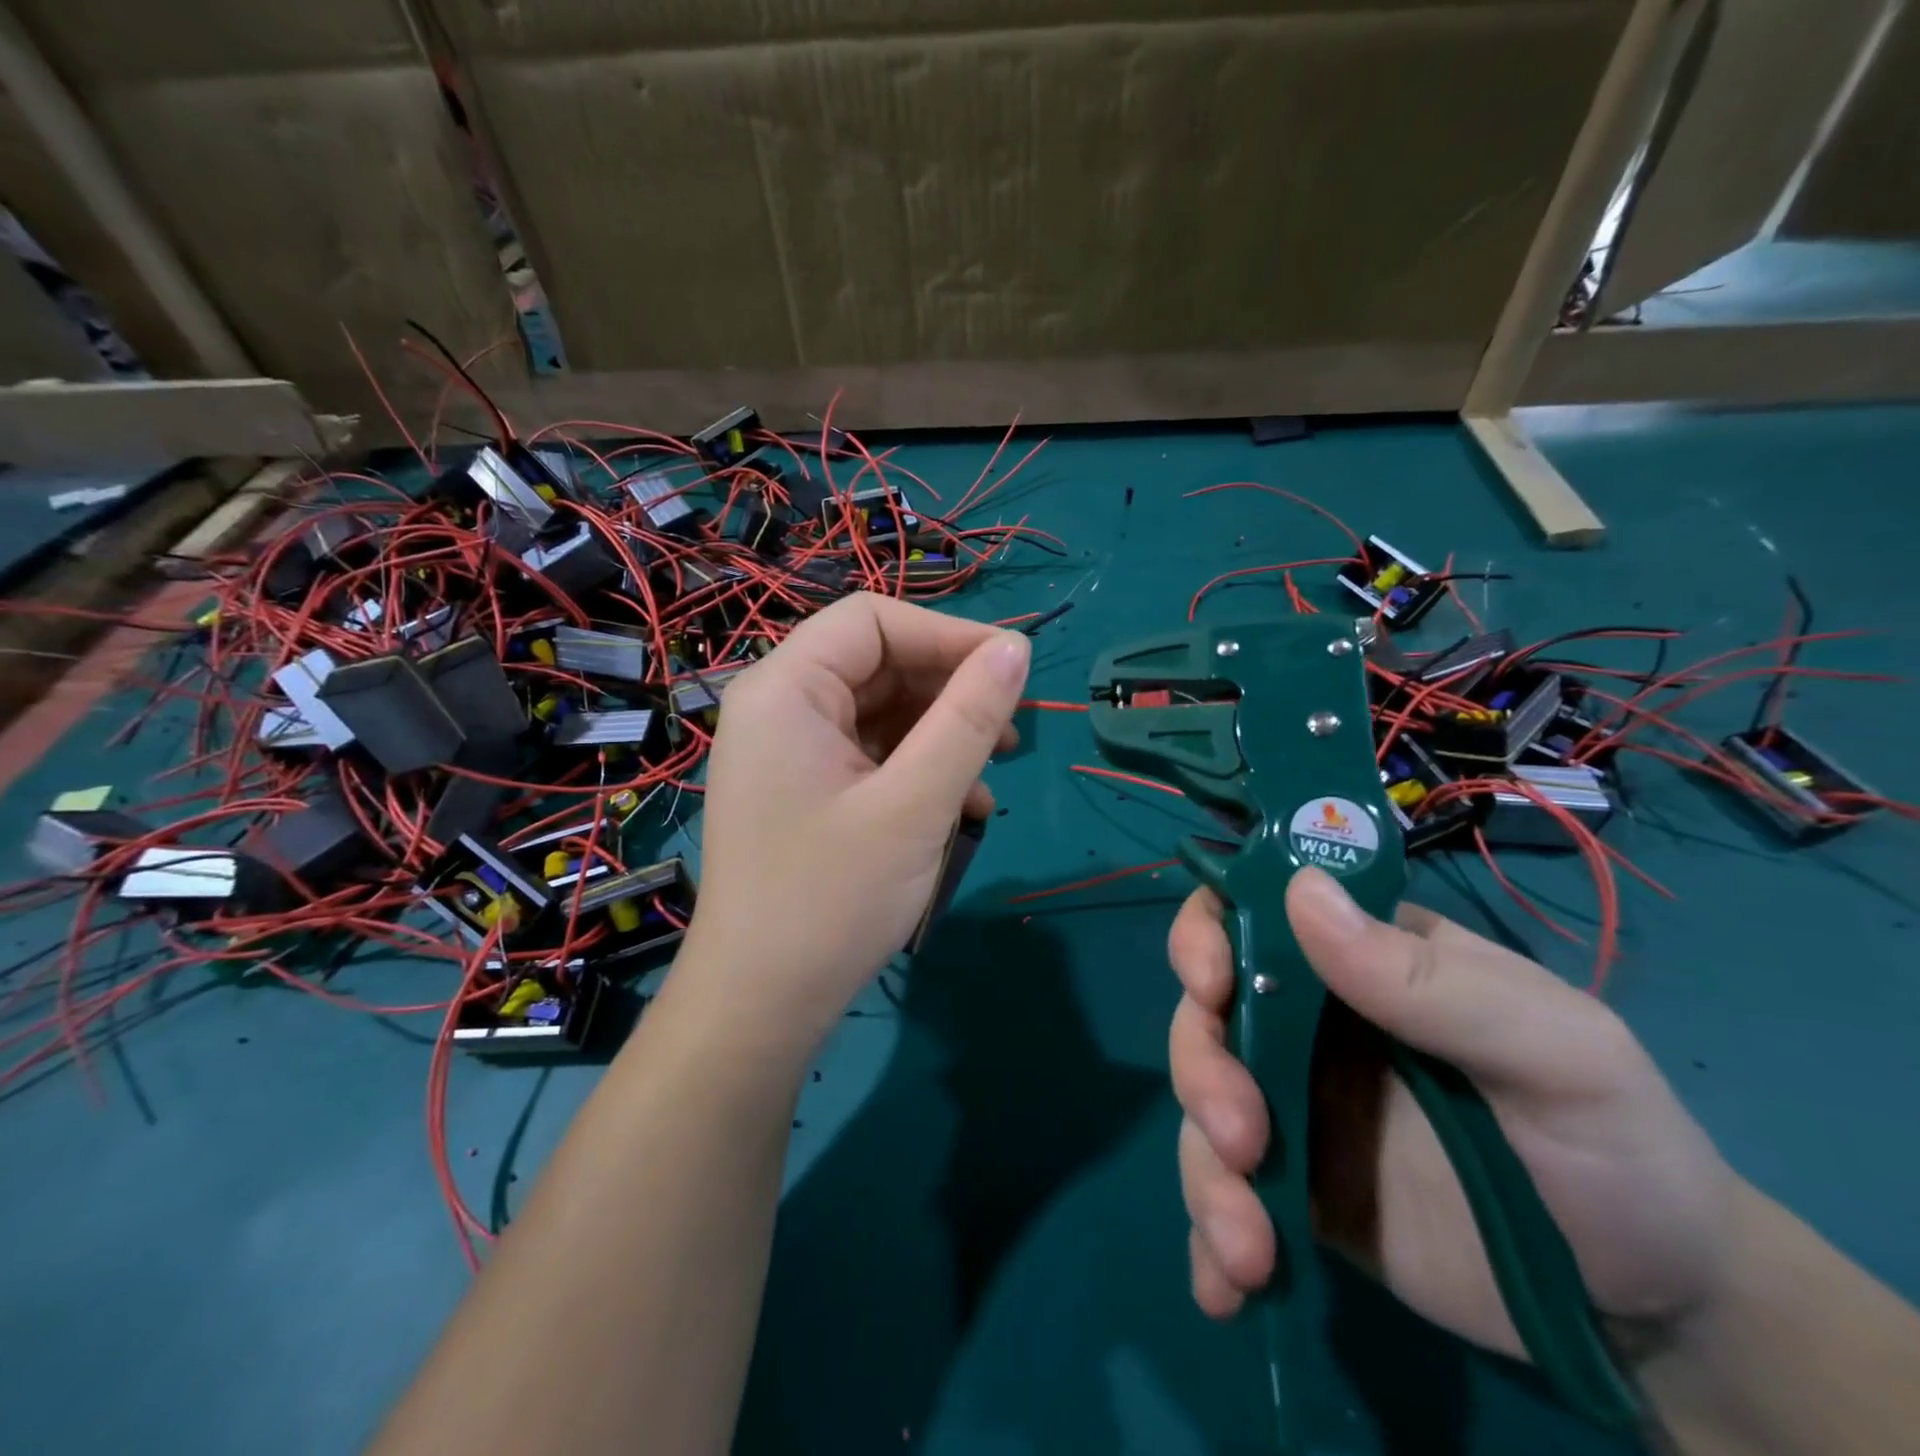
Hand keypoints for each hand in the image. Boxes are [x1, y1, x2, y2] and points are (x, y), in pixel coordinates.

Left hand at [679, 594, 1028, 1046]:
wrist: (761, 1006)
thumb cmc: (832, 899)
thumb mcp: (916, 803)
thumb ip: (969, 718)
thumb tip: (1016, 648)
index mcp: (785, 689)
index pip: (872, 620)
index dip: (948, 634)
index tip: (1012, 669)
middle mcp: (778, 707)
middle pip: (877, 663)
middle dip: (949, 690)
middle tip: (1011, 729)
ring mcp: (788, 751)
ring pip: (879, 711)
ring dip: (941, 733)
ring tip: (995, 769)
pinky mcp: (804, 789)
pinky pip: (869, 754)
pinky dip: (917, 767)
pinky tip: (961, 805)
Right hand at [1169, 867, 1737, 1359]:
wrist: (1654, 1306)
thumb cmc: (1615, 1144)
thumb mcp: (1554, 1050)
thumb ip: (1427, 979)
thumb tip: (1301, 891)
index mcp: (1358, 961)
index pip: (1251, 912)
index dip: (1208, 934)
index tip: (1210, 984)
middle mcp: (1306, 1021)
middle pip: (1207, 1015)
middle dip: (1203, 1071)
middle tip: (1242, 1139)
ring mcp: (1293, 1105)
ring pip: (1203, 1107)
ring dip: (1205, 1171)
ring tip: (1250, 1248)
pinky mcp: (1294, 1190)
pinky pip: (1227, 1195)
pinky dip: (1210, 1238)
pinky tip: (1225, 1293)